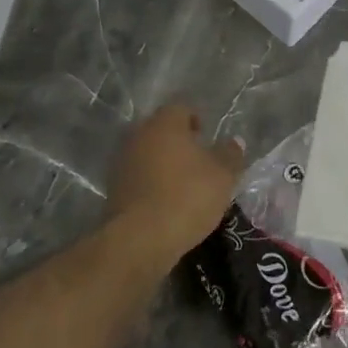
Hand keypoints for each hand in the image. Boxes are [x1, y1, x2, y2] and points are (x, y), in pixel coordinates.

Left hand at [107, 104, 246, 264]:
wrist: (141, 239)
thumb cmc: (187, 196)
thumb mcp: (223, 176)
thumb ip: (230, 155)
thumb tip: (234, 141)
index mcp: (165, 124)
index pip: (181, 109)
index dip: (195, 120)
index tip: (206, 139)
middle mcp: (139, 135)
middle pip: (161, 130)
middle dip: (178, 142)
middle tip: (197, 161)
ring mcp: (122, 162)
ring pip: (147, 153)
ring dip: (163, 163)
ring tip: (182, 185)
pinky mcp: (113, 188)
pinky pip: (137, 177)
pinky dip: (151, 183)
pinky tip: (165, 202)